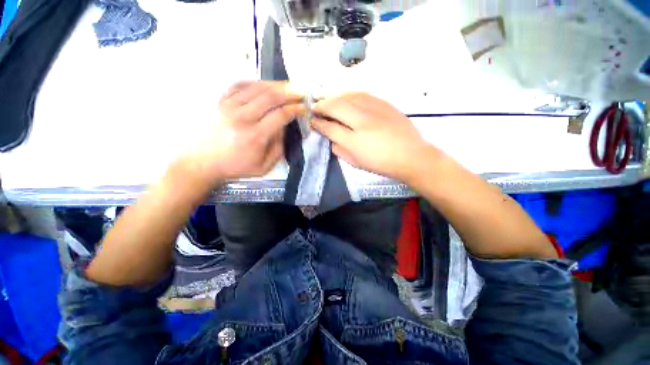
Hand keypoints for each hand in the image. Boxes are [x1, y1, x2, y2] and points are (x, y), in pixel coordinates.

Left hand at [178, 81, 302, 186]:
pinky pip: (239, 85)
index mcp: (255, 136)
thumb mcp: (264, 166)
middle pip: (270, 97)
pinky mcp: (219, 102)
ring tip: (287, 85)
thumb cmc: (236, 167)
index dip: (295, 109)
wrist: (203, 162)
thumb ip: (278, 148)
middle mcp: (242, 117)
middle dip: (289, 92)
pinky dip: (254, 83)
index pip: (280, 115)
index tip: (304, 107)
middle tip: (300, 91)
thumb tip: (284, 128)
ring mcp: (228, 106)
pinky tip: (264, 85)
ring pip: (256, 88)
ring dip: (275, 84)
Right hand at [311, 92, 439, 182]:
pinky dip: (349, 94)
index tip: (311, 120)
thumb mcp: (356, 163)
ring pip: (348, 96)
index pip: (329, 127)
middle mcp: (361, 120)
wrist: (411, 156)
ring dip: (334, 96)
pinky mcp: (384, 104)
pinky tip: (345, 96)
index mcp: (353, 140)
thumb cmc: (381, 164)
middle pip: (336, 106)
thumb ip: (339, 150)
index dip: (318, 123)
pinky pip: (362, 94)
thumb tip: (331, 139)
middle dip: (321, 105)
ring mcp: (374, 109)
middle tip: (314, 105)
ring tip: (326, 98)